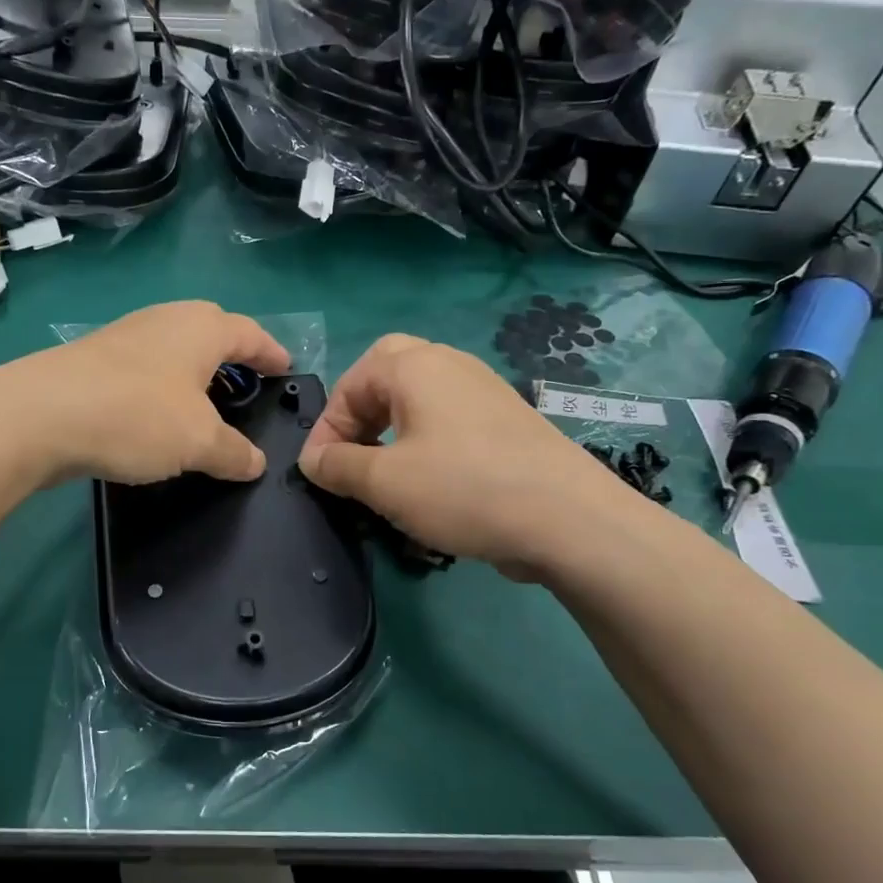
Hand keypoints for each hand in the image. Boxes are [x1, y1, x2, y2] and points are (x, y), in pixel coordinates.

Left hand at [0, 302, 290, 486]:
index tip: (287, 369)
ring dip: (193, 372)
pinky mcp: (94, 360)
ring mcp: (125, 336)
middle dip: (232, 354)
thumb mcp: (199, 442)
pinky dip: (161, 387)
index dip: (272, 353)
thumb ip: (234, 452)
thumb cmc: (136, 416)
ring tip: (204, 403)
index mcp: (201, 328)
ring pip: (174, 348)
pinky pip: (145, 368)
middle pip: (210, 330)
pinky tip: (155, 415)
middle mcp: (165, 321)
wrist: (39, 415)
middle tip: (247, 382)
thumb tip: (255, 463)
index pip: (250, 334)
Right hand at [297, 335, 657, 581]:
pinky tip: (429, 481)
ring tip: (384, 472)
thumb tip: (312, 461)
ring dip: (391, 428)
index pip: (350, 384)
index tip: (318, 472)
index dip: (326, 428)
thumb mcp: (384, 482)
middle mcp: (449, 364)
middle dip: (359, 412)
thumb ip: (338, 466)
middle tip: (351, 451)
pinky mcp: (506, 420)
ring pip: (419, 397)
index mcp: (415, 366)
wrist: (569, 519)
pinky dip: (425, 440)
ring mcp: (483, 389)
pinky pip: (449, 418)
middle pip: (387, 374)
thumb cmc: (462, 489)